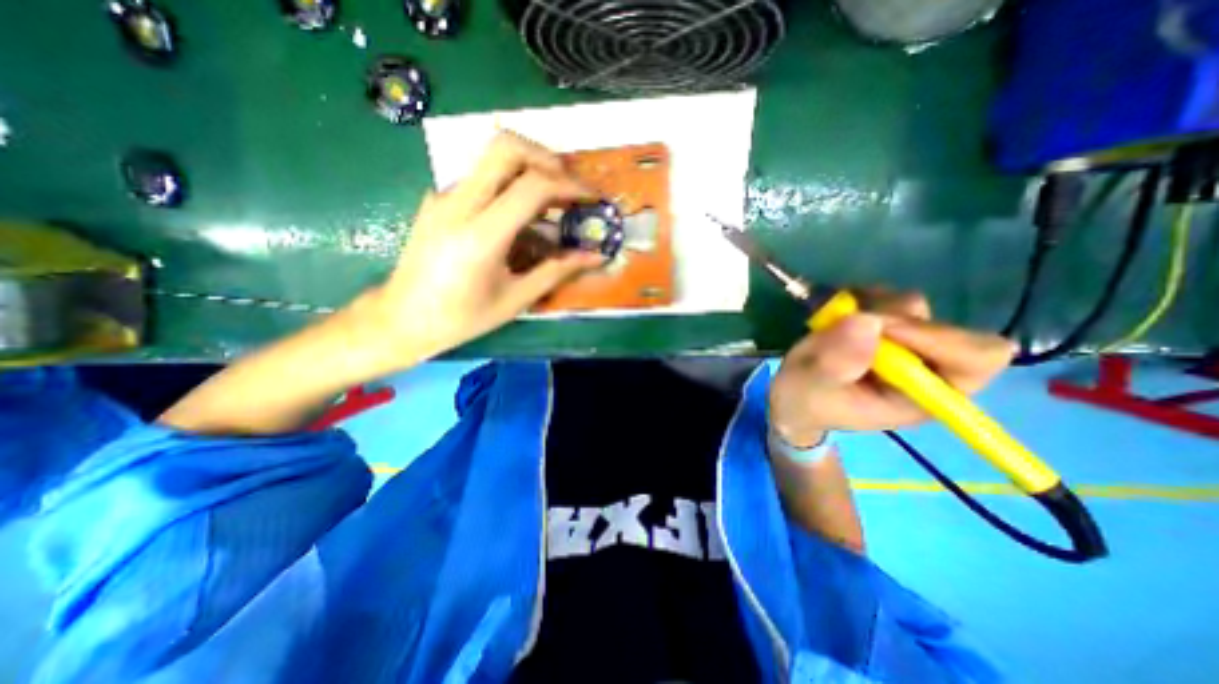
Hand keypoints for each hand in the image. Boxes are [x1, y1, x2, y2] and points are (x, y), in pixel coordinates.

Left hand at [369, 128, 600, 359]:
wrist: (401, 319)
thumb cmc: (462, 318)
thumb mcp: (515, 299)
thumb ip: (557, 272)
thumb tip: (594, 257)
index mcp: (480, 235)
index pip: (532, 186)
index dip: (570, 185)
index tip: (591, 197)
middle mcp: (458, 204)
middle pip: (505, 147)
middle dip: (546, 158)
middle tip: (568, 185)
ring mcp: (443, 196)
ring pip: (491, 157)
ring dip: (528, 169)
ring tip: (550, 203)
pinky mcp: (438, 199)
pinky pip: (481, 178)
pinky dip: (508, 186)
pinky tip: (518, 218)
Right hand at [771, 290, 1021, 449]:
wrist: (794, 396)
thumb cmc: (806, 401)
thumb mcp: (810, 388)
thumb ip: (835, 363)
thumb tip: (866, 321)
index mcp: (922, 396)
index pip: (975, 360)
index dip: (937, 338)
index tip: (883, 328)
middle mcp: (926, 369)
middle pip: (946, 327)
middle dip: (894, 320)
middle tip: (849, 322)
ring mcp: (906, 345)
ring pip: (913, 307)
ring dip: (872, 307)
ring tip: (834, 322)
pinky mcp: (885, 328)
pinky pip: (887, 298)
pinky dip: (861, 298)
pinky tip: (837, 314)